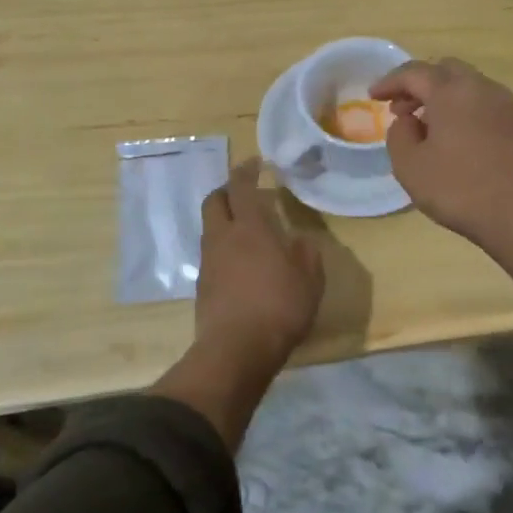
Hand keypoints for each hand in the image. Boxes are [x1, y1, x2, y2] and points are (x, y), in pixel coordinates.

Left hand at [194, 159, 323, 372]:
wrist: (236, 350)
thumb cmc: (279, 307)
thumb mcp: (310, 279)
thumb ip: (306, 254)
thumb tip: (300, 240)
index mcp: (250, 228)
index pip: (241, 187)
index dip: (246, 170)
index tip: (254, 162)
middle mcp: (223, 237)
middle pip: (214, 201)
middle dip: (227, 191)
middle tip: (244, 192)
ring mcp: (208, 262)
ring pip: (210, 228)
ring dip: (224, 220)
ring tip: (246, 230)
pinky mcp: (202, 286)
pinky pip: (211, 254)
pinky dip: (223, 248)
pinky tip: (240, 263)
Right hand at [371, 59, 512, 293]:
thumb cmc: (458, 188)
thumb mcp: (409, 166)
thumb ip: (399, 135)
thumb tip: (408, 120)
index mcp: (451, 91)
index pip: (414, 73)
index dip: (390, 82)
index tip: (372, 96)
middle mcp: (480, 88)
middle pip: (444, 70)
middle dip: (418, 84)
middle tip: (400, 107)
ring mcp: (503, 105)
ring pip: (466, 85)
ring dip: (441, 96)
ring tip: (424, 124)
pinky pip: (481, 103)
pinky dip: (461, 108)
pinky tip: (451, 136)